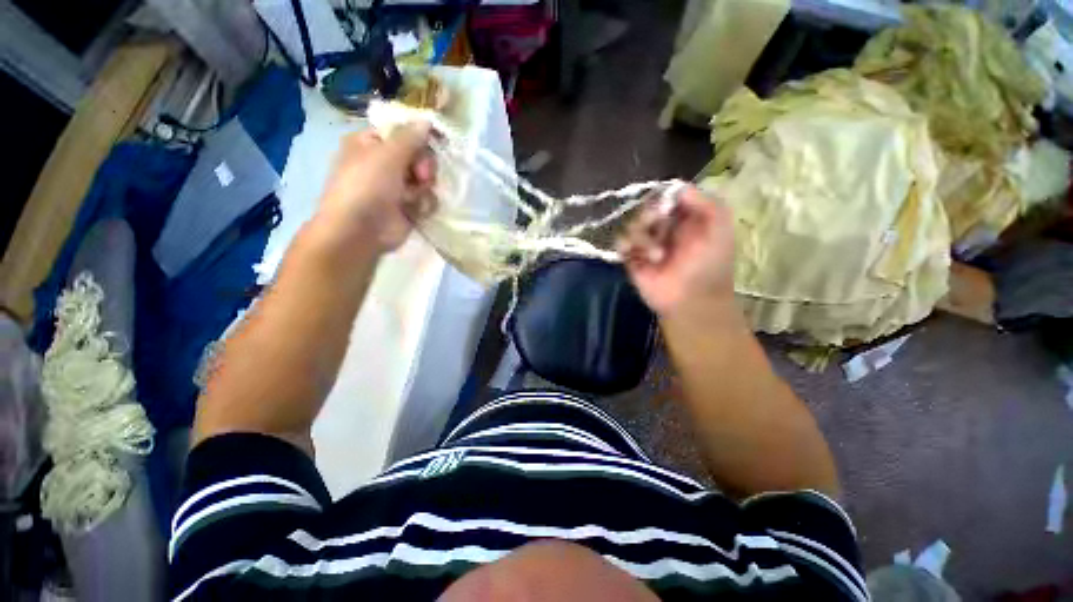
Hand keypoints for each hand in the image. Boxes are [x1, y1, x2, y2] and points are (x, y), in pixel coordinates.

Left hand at [315, 122, 435, 252]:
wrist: (360, 231)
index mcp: (371, 144)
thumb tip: (427, 120)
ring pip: (426, 179)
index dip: (419, 137)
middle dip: (423, 166)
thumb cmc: (367, 186)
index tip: (432, 142)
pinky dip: (424, 204)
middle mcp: (385, 163)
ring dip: (423, 188)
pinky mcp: (409, 207)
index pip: (403, 133)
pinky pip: (427, 199)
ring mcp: (397, 187)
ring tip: (412, 197)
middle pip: (419, 156)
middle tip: (420, 175)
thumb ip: (410, 137)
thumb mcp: (387, 154)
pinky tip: (414, 210)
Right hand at [616, 186, 735, 316]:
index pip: (666, 196)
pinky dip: (626, 245)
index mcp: (684, 217)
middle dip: (649, 215)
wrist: (692, 299)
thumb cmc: (709, 263)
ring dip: (643, 237)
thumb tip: (675, 186)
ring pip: (631, 224)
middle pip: (645, 207)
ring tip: (657, 256)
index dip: (662, 197)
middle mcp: (664, 227)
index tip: (664, 206)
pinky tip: (639, 257)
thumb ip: (703, 200)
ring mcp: (646, 242)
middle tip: (656, 225)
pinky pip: (620, 242)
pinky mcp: (631, 258)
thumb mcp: (719, 225)